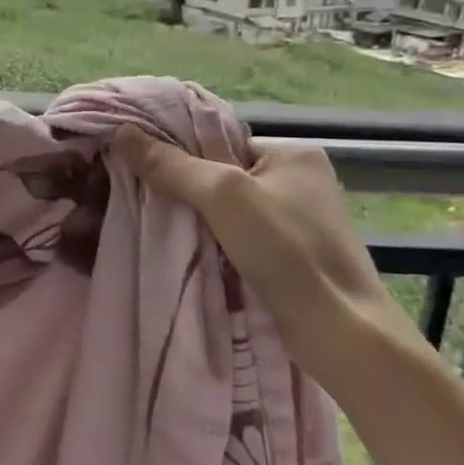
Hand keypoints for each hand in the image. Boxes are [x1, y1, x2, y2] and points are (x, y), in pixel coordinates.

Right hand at [111, 128, 401, 367]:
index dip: (182, 154)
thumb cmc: (288, 250)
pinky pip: (242, 240)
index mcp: (293, 153)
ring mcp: (301, 222)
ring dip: (200, 223)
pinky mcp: (296, 258)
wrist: (341, 332)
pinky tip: (191, 255)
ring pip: (231, 212)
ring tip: (160, 229)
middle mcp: (301, 181)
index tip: (142, 169)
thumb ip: (172, 165)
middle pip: (224, 176)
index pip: (222, 141)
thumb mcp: (223, 196)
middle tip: (145, 201)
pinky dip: (218, 246)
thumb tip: (122, 132)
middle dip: (188, 191)